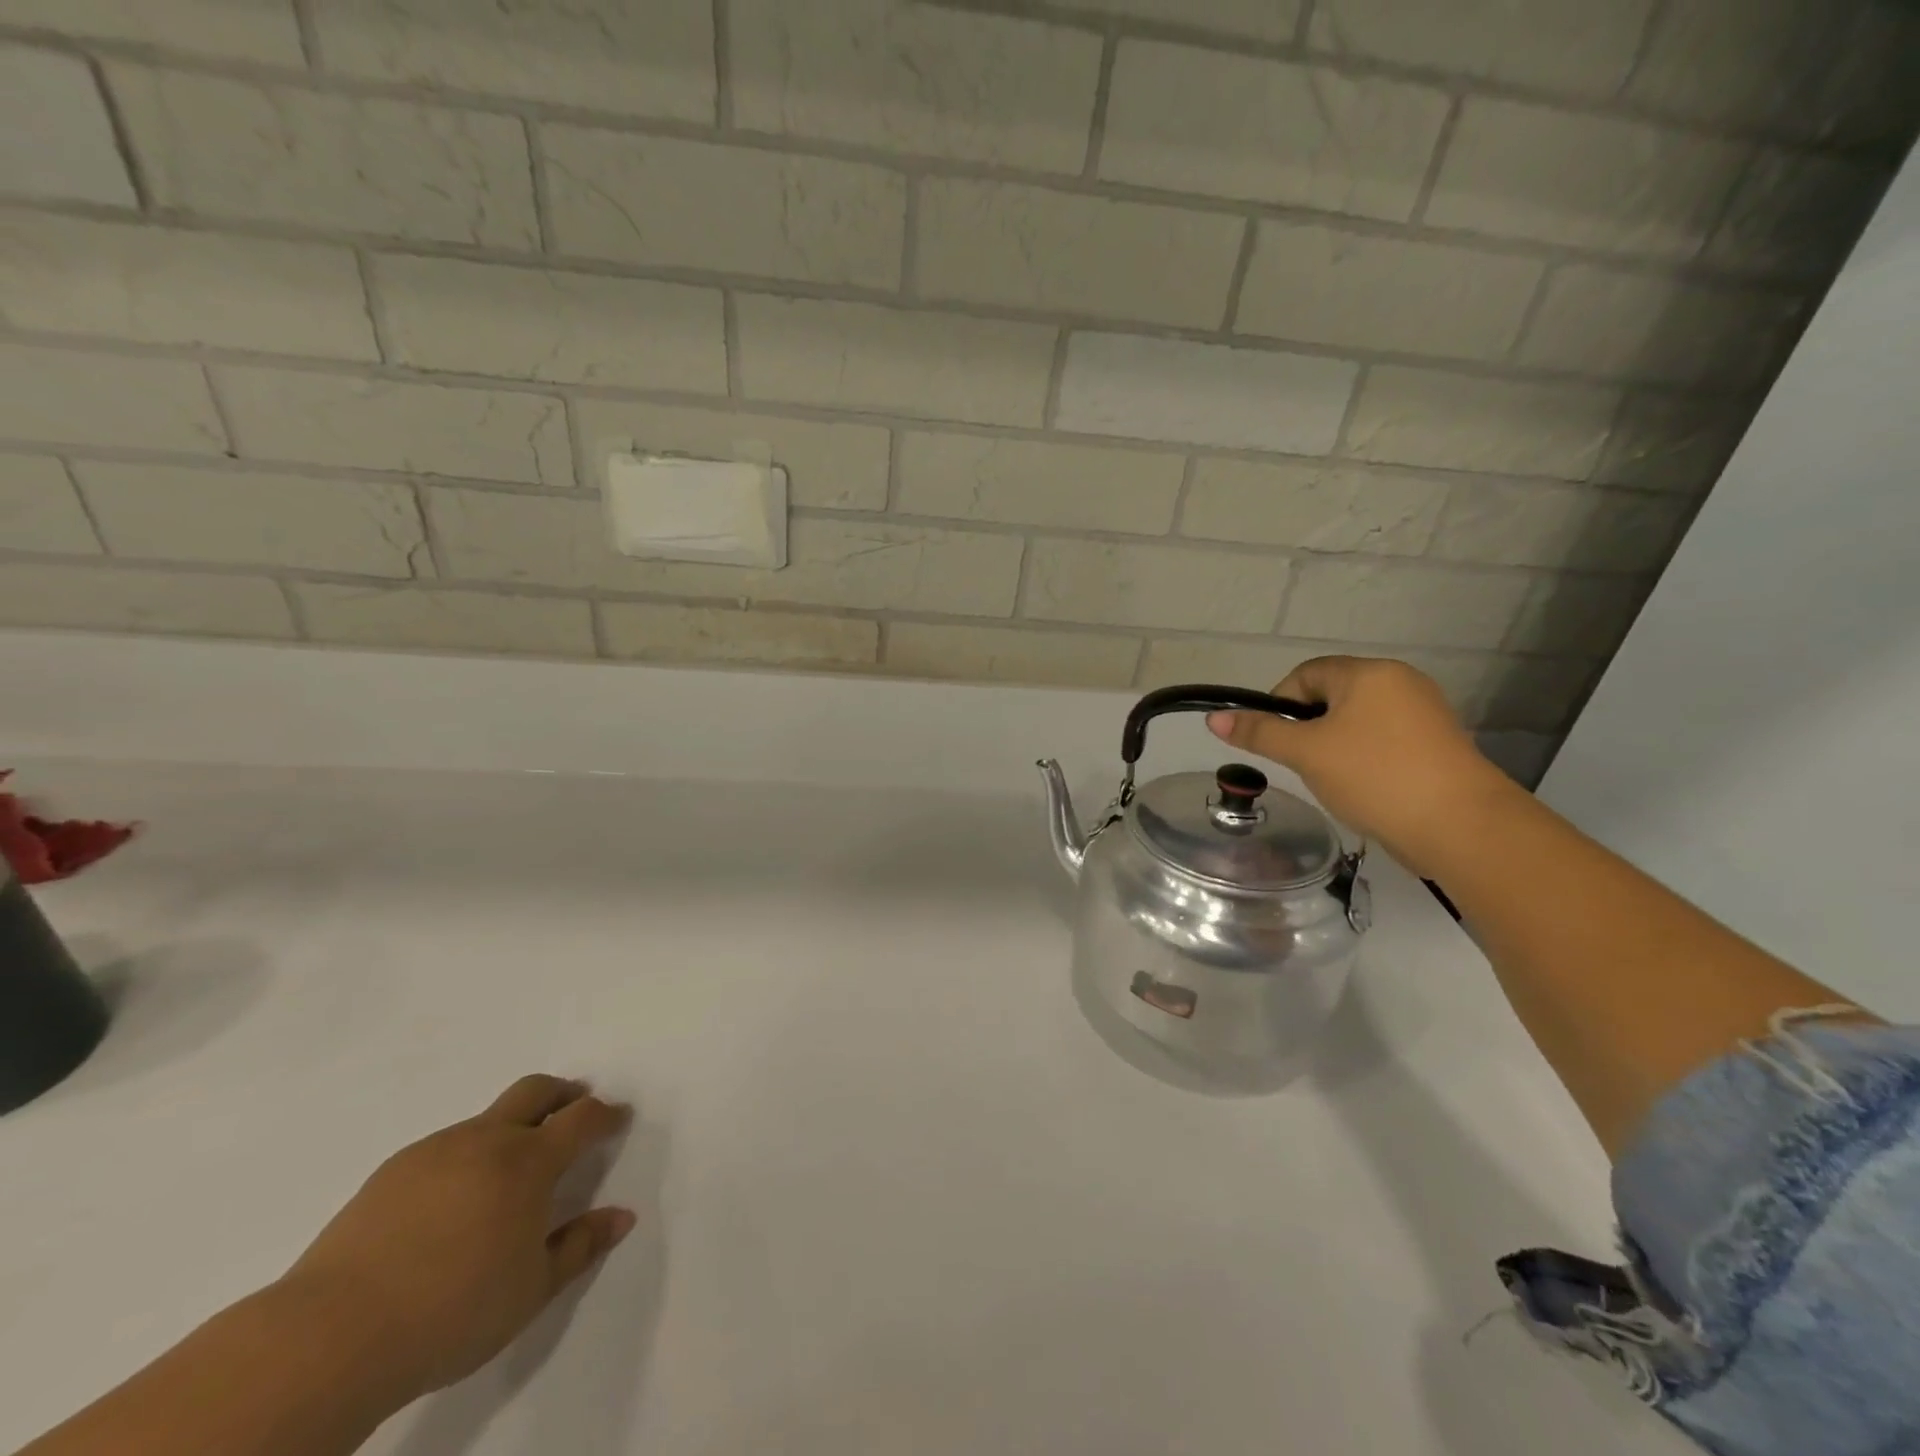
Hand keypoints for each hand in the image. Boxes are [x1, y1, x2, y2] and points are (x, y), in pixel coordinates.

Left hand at [275, 1076, 634, 1402]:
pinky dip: (466, 1154)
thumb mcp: (531, 1290)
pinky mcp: (392, 1171)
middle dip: (563, 1093)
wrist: (330, 1336)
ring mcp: (436, 1150)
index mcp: (529, 1162)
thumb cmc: (451, 1312)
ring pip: (487, 1118)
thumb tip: (622, 1216)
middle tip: (574, 1106)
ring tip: (509, 1167)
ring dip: (511, 1126)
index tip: (618, 1118)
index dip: (606, 1114)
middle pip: (536, 1090)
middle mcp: (487, 1140)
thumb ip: (581, 1246)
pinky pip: (445, 1146)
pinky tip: (453, 1199)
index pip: (582, 1118)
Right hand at [1207, 655, 1515, 877]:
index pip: (1306, 674)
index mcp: (1369, 673)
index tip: (1274, 741)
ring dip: (1334, 746)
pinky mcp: (1437, 745)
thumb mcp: (1306, 753)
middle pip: (1332, 696)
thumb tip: (1213, 718)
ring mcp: (1424, 713)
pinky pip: (1384, 741)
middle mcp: (1400, 682)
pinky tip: (1363, 788)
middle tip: (1301, 764)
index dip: (1279, 703)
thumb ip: (1260, 732)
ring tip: (1332, 780)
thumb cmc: (1375, 776)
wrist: (1462, 826)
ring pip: (1357, 721)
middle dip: (1308, 728)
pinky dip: (1364, 759)